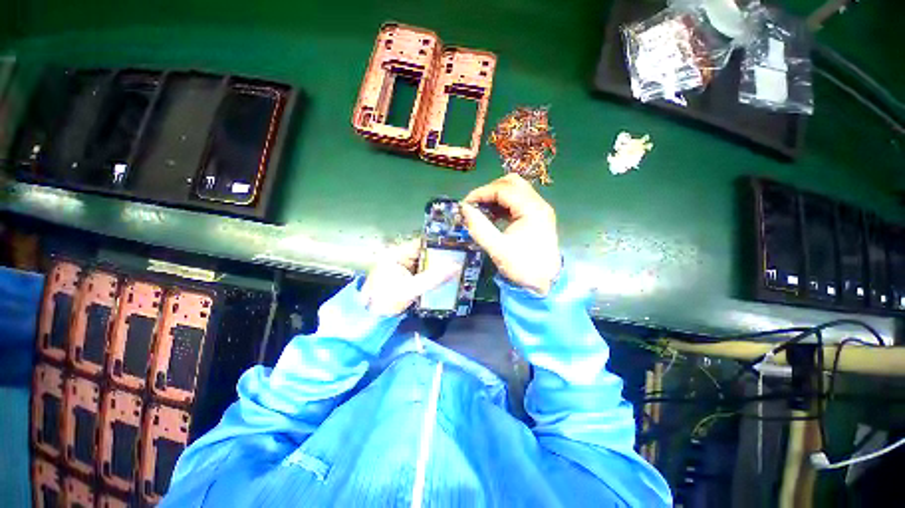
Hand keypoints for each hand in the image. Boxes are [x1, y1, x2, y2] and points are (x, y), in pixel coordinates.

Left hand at [361, 239, 460, 315]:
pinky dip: (434, 274)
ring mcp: (404, 267)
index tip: (457, 246)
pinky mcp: (408, 276)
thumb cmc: (386, 300)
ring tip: (458, 266)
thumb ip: (433, 278)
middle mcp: (401, 256)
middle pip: (426, 252)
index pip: (422, 243)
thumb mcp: (410, 289)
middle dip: (442, 256)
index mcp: (397, 253)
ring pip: (427, 262)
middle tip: (462, 258)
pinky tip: (447, 277)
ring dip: (440, 266)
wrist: (372, 318)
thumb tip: (456, 267)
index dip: (439, 243)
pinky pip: (425, 272)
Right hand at [460, 174, 560, 294]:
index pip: (503, 189)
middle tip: (475, 204)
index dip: (481, 193)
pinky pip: (518, 201)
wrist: (546, 283)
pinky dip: (503, 204)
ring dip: (496, 196)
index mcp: (532, 209)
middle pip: (512, 183)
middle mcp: (538, 204)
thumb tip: (464, 209)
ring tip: (481, 210)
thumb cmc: (523, 267)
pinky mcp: (536, 216)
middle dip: (490, 190)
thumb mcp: (497, 249)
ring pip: (515, 190)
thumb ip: (479, 227)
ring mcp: (539, 209)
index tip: (465, 204)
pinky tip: (492, 216)